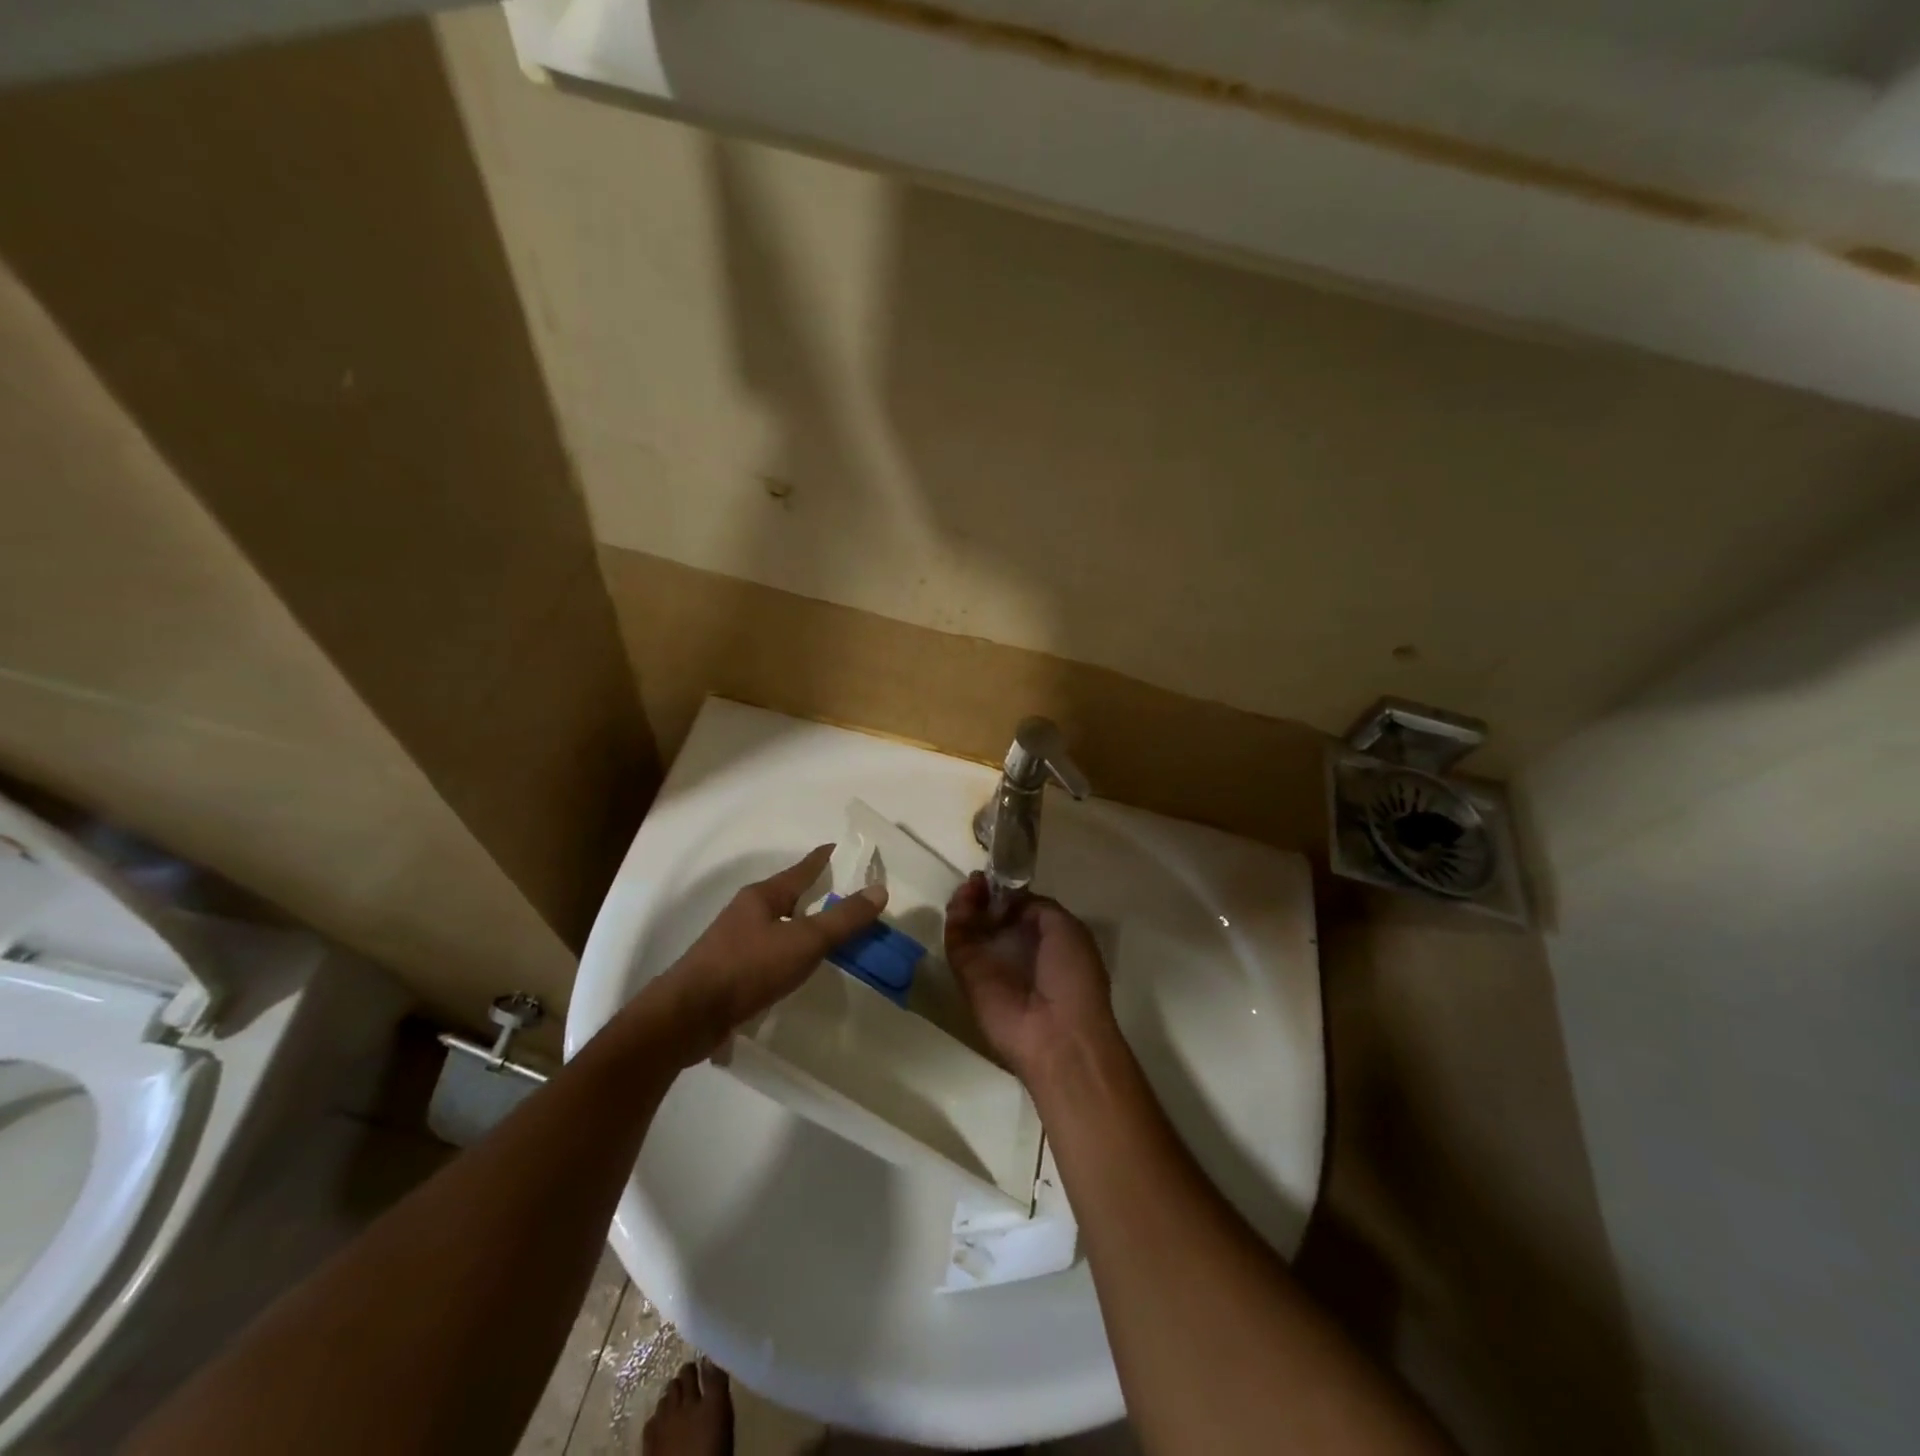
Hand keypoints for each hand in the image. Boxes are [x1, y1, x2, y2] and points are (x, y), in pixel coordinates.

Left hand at [661, 845, 885, 1062]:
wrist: (688, 1016)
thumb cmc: (748, 968)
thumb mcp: (804, 941)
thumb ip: (842, 919)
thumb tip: (880, 890)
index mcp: (763, 895)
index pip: (803, 868)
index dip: (826, 859)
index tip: (845, 850)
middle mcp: (748, 912)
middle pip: (790, 896)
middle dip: (817, 894)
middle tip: (849, 897)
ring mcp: (735, 941)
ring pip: (779, 925)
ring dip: (803, 926)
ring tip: (830, 934)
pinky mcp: (730, 971)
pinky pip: (770, 952)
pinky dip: (790, 953)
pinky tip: (799, 968)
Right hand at [944, 873, 1122, 1087]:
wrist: (1056, 1032)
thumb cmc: (1072, 976)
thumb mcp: (1066, 928)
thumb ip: (1037, 907)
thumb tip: (1010, 901)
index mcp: (1046, 940)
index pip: (1019, 909)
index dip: (1008, 891)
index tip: (1000, 875)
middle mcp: (1015, 949)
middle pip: (991, 914)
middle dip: (984, 893)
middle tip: (979, 879)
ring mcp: (989, 961)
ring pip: (970, 924)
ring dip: (968, 900)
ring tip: (971, 886)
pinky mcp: (965, 973)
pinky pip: (957, 939)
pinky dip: (956, 916)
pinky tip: (963, 899)